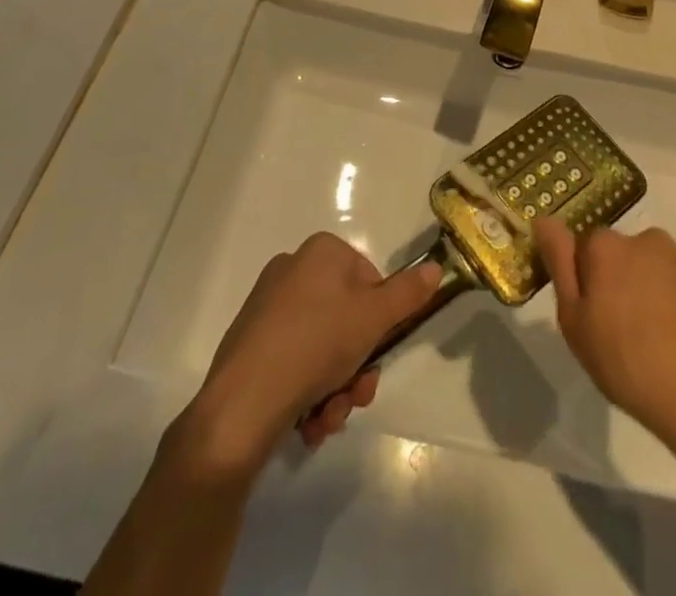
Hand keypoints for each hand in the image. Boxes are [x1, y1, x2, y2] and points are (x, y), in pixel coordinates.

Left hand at [186, 234, 442, 467]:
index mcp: (320, 252)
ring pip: (322, 348)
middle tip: (357, 396)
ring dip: (336, 388)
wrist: (241, 404)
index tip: (377, 352)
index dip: (379, 321)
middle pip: (346, 319)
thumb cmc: (315, 345)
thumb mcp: (374, 318)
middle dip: (357, 366)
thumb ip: (407, 294)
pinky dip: (308, 394)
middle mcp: (292, 271)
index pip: (369, 280)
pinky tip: (308, 423)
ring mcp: (268, 308)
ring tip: (328, 419)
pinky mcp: (250, 346)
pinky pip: (294, 363)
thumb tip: (434, 268)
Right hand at [533, 219, 675, 465]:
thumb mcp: (576, 324)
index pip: (586, 247)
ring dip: (654, 297)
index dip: (586, 281)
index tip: (591, 318)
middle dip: (621, 284)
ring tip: (658, 349)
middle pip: (625, 256)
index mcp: (610, 247)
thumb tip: (544, 219)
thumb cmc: (631, 365)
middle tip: (621, 336)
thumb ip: (559, 265)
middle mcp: (650, 241)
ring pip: (660, 273)